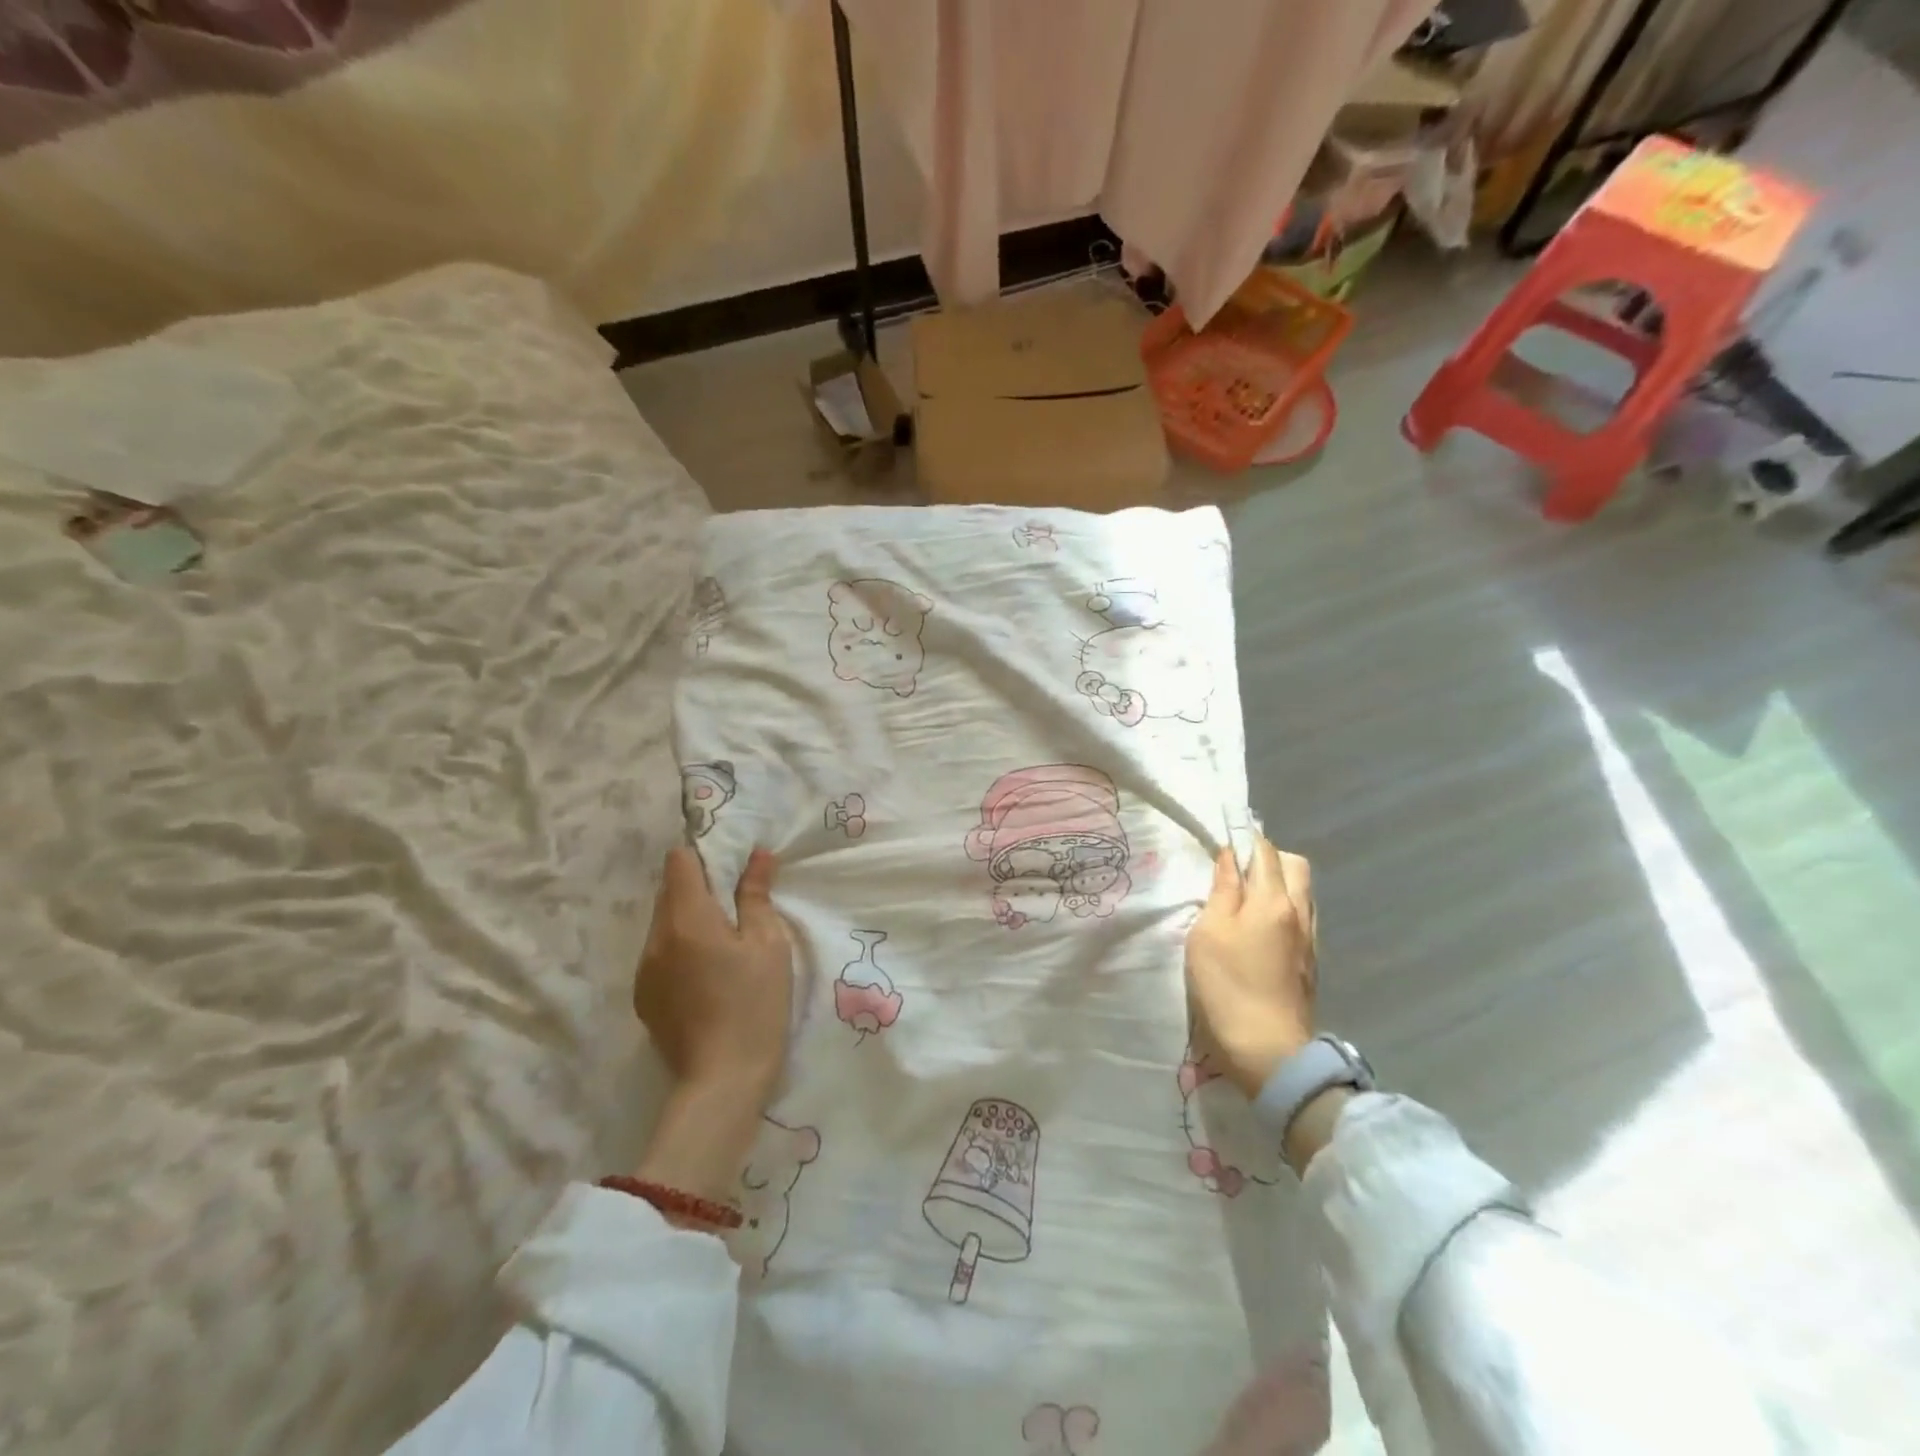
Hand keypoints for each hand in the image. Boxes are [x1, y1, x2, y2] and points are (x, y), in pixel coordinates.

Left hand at [633, 846, 792, 1101]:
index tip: (730, 867)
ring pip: (663, 922)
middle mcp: (655, 938)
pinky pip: (658, 953)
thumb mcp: (768, 945)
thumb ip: (757, 895)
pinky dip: (679, 949)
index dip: (704, 854)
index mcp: (687, 919)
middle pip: (668, 890)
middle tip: (736, 905)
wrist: (722, 1081)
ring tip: (723, 943)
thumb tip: (757, 855)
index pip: (678, 861)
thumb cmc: (755, 1005)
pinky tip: (706, 975)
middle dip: (699, 887)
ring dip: (688, 919)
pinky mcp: (642, 996)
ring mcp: (643, 969)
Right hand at [1185, 836, 1316, 1097]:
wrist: (1268, 1051)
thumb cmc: (1228, 986)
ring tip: (1244, 899)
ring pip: (1301, 891)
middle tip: (1234, 870)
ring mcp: (1309, 939)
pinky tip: (1258, 928)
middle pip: (1294, 866)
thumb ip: (1222, 892)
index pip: (1264, 852)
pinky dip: (1282, 908)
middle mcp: (1299, 912)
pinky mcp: (1309, 963)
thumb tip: (1229, 858)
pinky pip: (1300, 917)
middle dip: (1267, 857)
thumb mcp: (1209, 933)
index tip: (1223, 838)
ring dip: (1277, 883)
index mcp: (1273, 900)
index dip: (1244, 838)